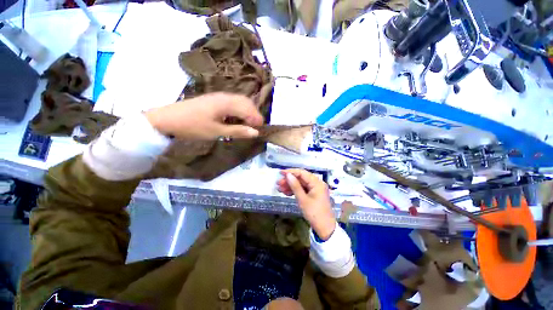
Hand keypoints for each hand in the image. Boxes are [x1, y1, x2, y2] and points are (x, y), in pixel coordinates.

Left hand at [144, 93, 263, 139]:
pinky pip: (232, 102)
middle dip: (253, 114)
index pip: (248, 109)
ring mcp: (219, 96)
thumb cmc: (193, 126)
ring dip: (246, 111)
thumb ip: (238, 131)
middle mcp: (225, 96)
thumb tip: (255, 133)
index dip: (256, 119)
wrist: (167, 118)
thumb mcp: (217, 131)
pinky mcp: (214, 99)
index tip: (260, 130)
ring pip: (239, 101)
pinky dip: (239, 110)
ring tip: (247, 124)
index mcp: (226, 103)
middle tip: (255, 127)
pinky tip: (236, 118)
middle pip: (246, 102)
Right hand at [277, 169, 335, 240]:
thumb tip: (288, 175)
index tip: (280, 173)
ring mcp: (315, 189)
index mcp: (317, 183)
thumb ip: (295, 186)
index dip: (291, 172)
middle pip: (301, 178)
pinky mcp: (313, 195)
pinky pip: (302, 190)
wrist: (325, 229)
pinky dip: (294, 191)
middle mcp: (316, 183)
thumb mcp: (303, 199)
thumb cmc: (314, 213)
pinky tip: (286, 193)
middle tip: (278, 183)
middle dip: (289, 180)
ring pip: (300, 184)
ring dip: (290, 186)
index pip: (302, 173)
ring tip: (279, 188)